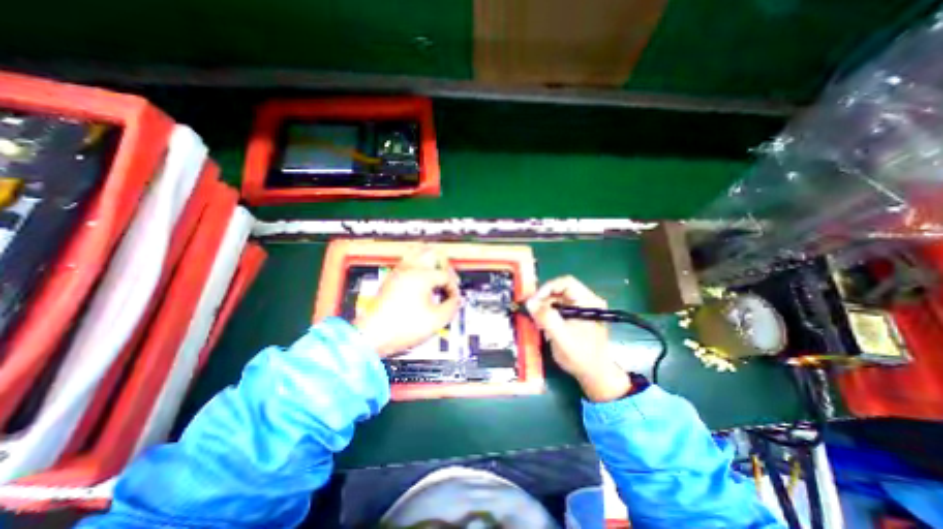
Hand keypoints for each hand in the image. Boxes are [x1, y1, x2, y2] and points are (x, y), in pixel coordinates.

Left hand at [353, 248, 460, 358]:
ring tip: (437, 273)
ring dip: (431, 260)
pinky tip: (422, 279)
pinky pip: (409, 260)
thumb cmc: (403, 328)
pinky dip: (420, 264)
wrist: (372, 335)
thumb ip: (452, 306)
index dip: (454, 287)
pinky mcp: (392, 277)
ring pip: (418, 251)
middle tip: (449, 279)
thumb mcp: (436, 320)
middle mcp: (410, 268)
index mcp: (422, 276)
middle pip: (433, 252)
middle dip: (445, 265)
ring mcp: (399, 271)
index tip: (454, 299)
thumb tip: (456, 299)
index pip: (446, 275)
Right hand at [528, 276, 628, 400]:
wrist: (595, 373)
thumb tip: (529, 302)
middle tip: (531, 310)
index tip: (534, 301)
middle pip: (560, 289)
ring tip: (536, 319)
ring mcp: (583, 306)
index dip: (547, 288)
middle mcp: (588, 300)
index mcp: (589, 302)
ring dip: (545, 305)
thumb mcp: (561, 338)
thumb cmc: (581, 357)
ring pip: (558, 297)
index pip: (565, 282)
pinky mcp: (578, 313)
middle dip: (543, 298)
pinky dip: (549, 311)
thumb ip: (546, 319)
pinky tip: (544, 323)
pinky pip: (560, 305)